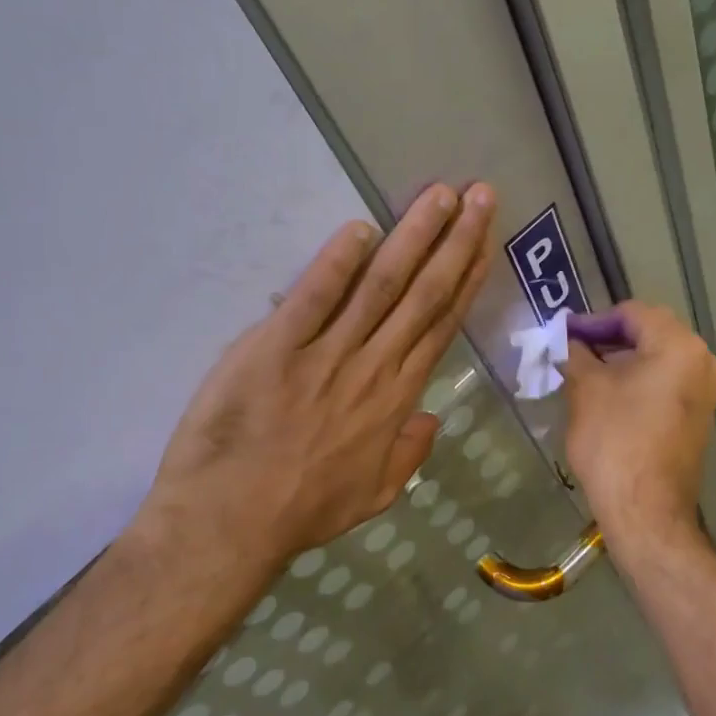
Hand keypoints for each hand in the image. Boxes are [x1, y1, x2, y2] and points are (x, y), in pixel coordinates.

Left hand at [141, 183, 496, 572]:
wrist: (231, 522)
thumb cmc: (303, 510)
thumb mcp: (374, 495)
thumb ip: (408, 455)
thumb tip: (431, 419)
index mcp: (396, 399)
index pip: (441, 325)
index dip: (466, 279)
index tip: (485, 241)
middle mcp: (372, 367)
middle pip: (423, 294)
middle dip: (455, 241)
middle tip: (479, 194)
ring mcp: (325, 355)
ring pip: (380, 286)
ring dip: (413, 238)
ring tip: (439, 196)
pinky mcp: (274, 348)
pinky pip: (313, 298)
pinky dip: (336, 262)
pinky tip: (360, 229)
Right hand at [562, 301, 715, 561]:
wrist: (646, 509)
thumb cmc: (614, 441)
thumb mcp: (586, 389)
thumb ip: (576, 353)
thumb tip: (568, 340)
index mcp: (679, 346)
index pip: (632, 313)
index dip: (593, 320)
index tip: (564, 334)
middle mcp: (703, 361)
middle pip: (650, 332)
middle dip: (608, 338)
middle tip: (572, 349)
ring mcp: (705, 391)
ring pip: (658, 358)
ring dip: (622, 359)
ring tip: (584, 371)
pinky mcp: (698, 416)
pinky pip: (666, 382)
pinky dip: (638, 379)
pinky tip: (608, 393)